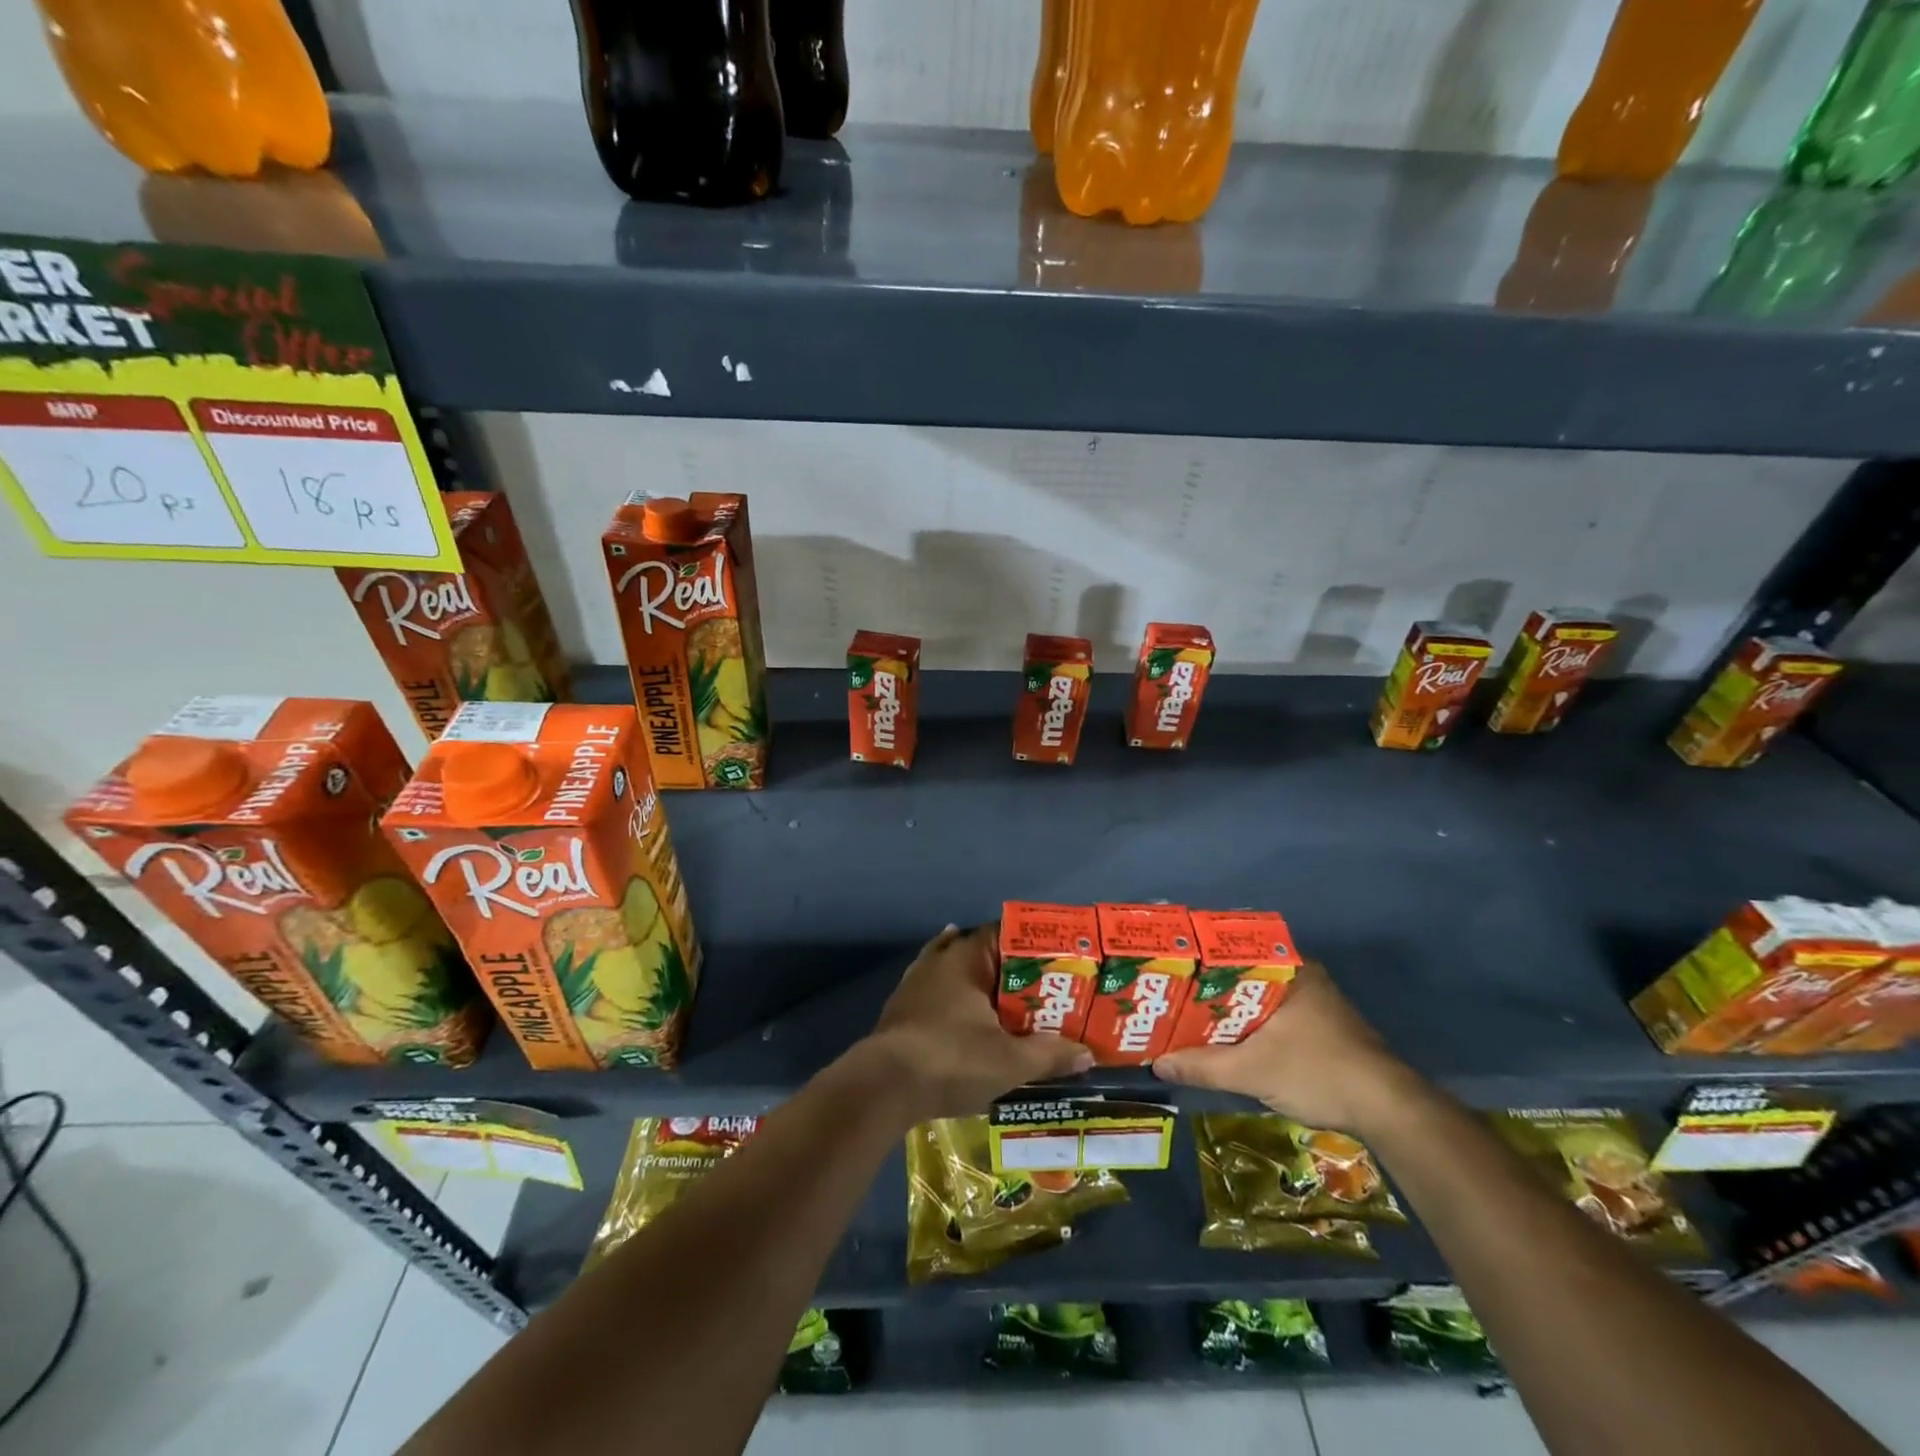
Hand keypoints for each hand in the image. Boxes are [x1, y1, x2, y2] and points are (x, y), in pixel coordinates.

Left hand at [860, 924, 1092, 1120]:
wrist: (883, 1086)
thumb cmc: (951, 1060)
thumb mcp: (1009, 1061)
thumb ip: (1049, 1053)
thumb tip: (1087, 1053)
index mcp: (966, 958)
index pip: (1004, 933)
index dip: (1031, 944)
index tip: (1057, 959)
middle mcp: (940, 960)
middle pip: (981, 951)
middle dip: (1009, 966)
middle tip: (1041, 985)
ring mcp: (915, 982)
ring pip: (955, 969)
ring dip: (979, 980)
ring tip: (1008, 995)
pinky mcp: (902, 1008)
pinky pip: (937, 991)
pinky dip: (955, 997)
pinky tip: (963, 1008)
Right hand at [1152, 961, 1426, 1134]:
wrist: (1387, 1111)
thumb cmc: (1317, 1072)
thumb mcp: (1252, 1071)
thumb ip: (1203, 1066)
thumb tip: (1157, 1064)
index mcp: (1290, 968)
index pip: (1234, 950)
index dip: (1200, 960)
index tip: (1172, 971)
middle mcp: (1303, 976)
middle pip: (1244, 976)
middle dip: (1210, 989)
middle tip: (1174, 997)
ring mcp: (1316, 1002)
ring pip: (1259, 998)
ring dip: (1231, 1010)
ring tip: (1191, 1018)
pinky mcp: (1323, 1028)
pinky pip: (1274, 1015)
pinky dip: (1251, 1025)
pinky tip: (1229, 1040)